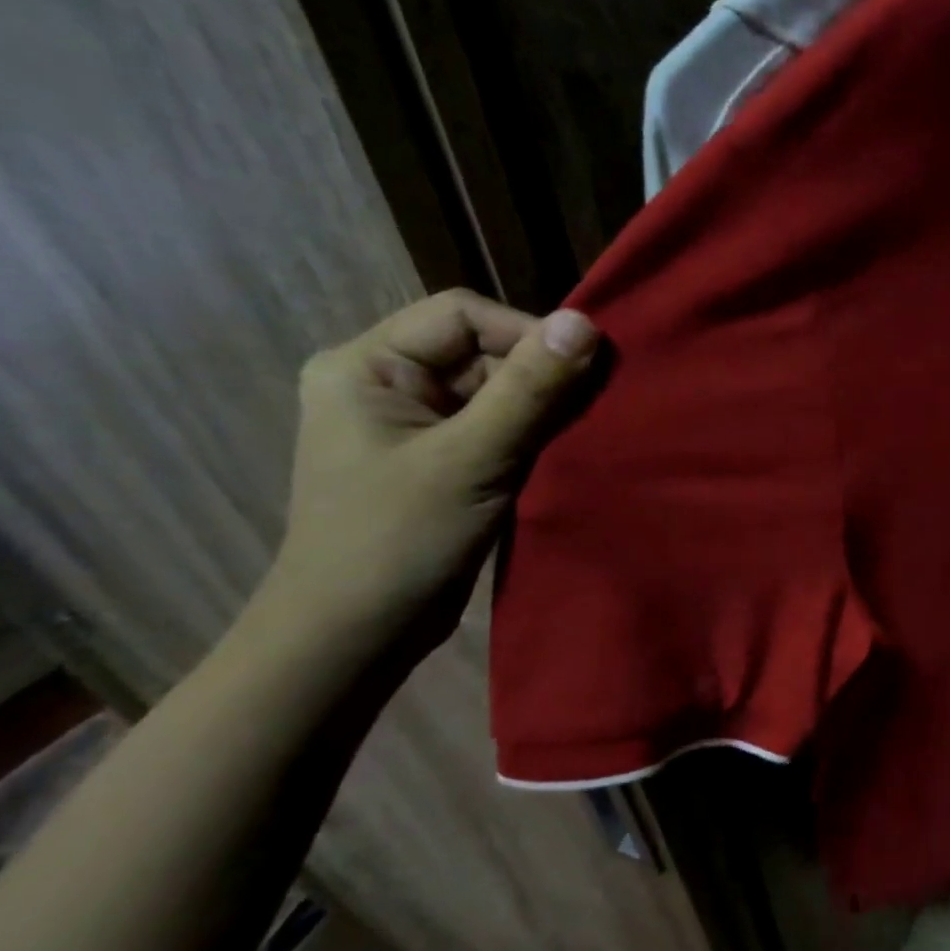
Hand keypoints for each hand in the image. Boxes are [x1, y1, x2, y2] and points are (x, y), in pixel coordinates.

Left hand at [269, 290, 599, 645]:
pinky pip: (500, 427)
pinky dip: (536, 436)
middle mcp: (389, 384)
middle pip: (484, 351)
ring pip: (499, 391)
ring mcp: (417, 425)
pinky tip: (566, 454)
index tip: (582, 371)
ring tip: (583, 435)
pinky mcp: (444, 460)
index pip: (463, 315)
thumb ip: (530, 389)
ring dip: (544, 409)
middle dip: (541, 376)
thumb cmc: (398, 540)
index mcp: (368, 365)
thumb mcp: (472, 458)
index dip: (526, 334)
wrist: (356, 635)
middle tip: (593, 409)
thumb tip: (584, 321)